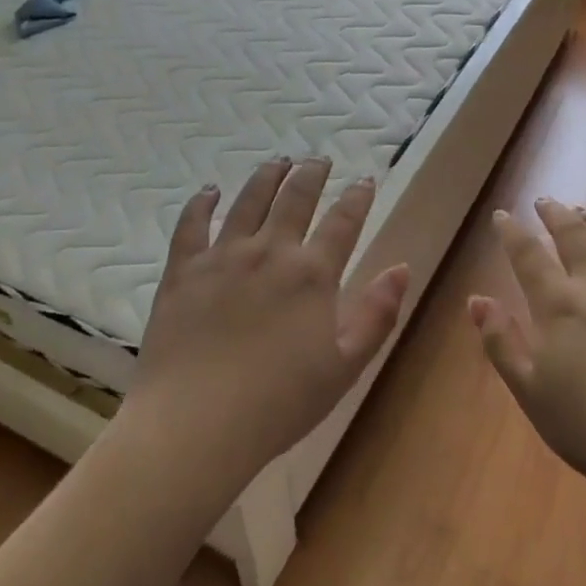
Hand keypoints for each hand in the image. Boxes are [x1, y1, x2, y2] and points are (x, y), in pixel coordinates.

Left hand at [127, 157, 409, 483]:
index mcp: (312, 274)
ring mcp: (222, 257)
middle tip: (319, 160)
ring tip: (278, 161)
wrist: (195, 424)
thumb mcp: (345, 366)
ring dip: (267, 176)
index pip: (342, 221)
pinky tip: (209, 191)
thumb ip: (377, 314)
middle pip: (295, 198)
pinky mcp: (182, 271)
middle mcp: (269, 252)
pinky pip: (191, 225)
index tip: (365, 180)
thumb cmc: (279, 403)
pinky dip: (201, 203)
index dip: (357, 197)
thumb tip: (402, 268)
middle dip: (312, 174)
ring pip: (248, 201)